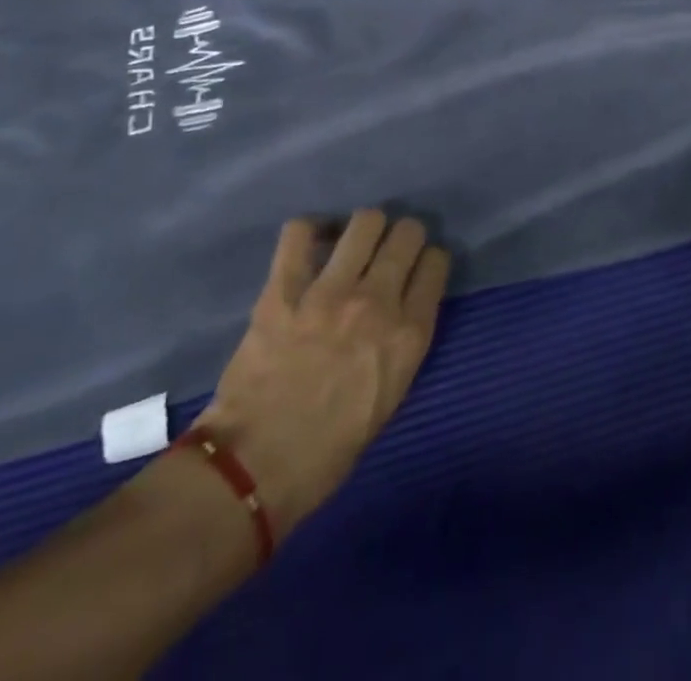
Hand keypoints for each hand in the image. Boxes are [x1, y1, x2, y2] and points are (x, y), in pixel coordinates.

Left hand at [192, 212, 448, 539]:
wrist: (254, 469)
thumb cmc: (328, 450)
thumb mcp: (390, 396)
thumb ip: (401, 343)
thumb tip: (399, 310)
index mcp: (409, 334)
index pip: (436, 263)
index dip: (429, 261)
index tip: (418, 269)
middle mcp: (378, 301)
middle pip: (407, 234)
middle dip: (404, 236)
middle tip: (388, 251)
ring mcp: (330, 291)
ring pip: (365, 222)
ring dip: (365, 228)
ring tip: (352, 243)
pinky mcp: (284, 289)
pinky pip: (299, 233)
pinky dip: (308, 231)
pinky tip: (310, 243)